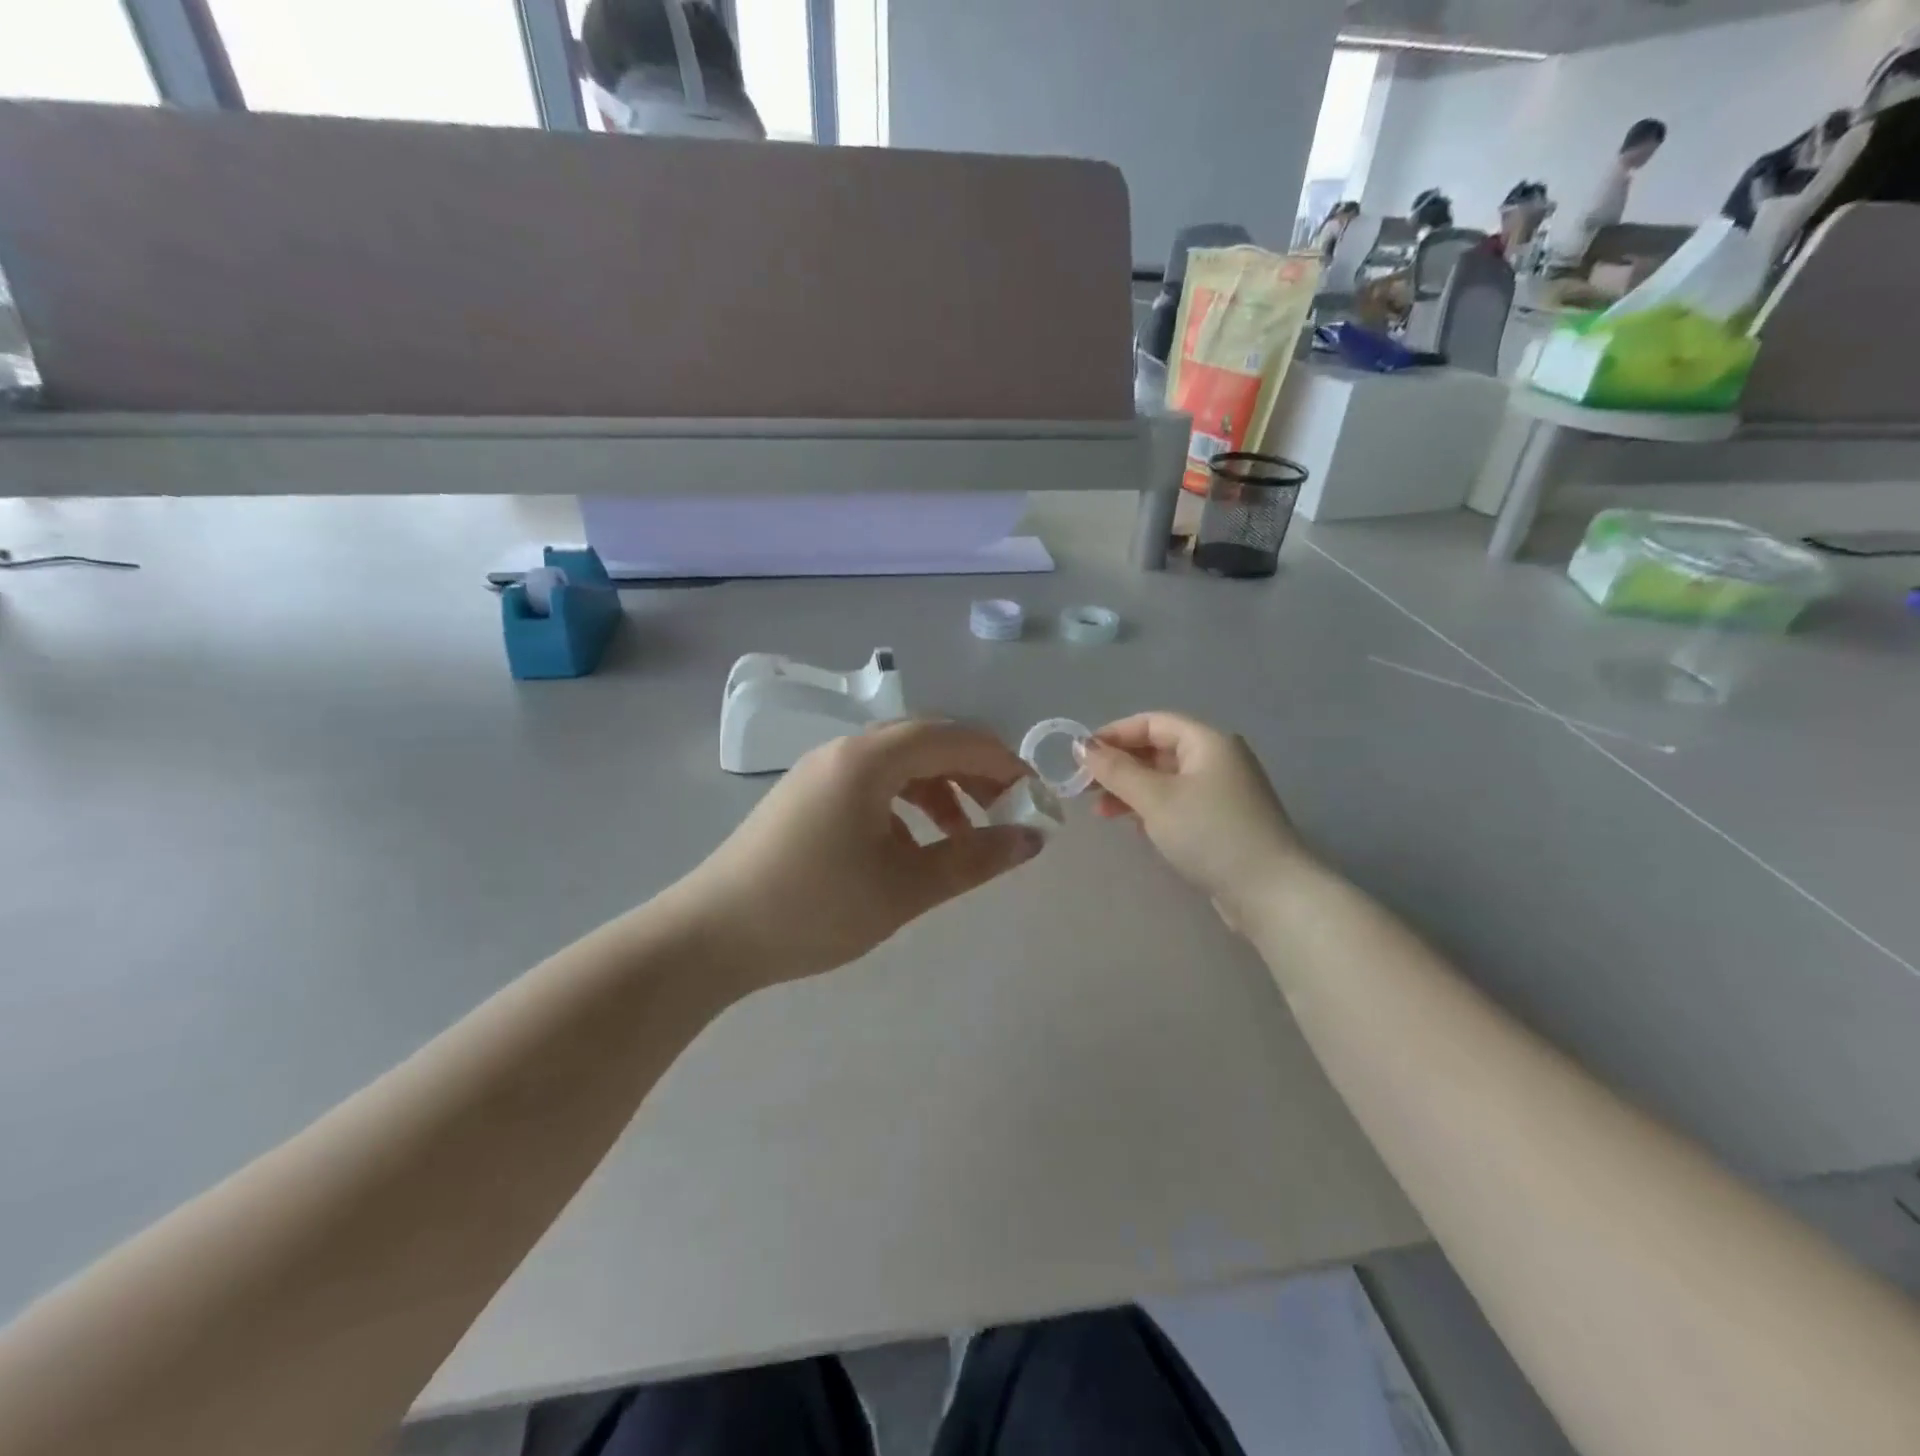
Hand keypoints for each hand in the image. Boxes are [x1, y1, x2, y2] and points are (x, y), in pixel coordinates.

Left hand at [681, 720, 1043, 987]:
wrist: (712, 936)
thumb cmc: (815, 908)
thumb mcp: (905, 887)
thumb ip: (974, 859)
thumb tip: (1032, 839)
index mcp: (870, 760)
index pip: (954, 738)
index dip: (1002, 762)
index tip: (1035, 798)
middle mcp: (845, 750)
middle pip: (927, 741)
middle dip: (974, 772)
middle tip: (1006, 812)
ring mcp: (821, 770)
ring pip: (899, 761)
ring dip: (940, 787)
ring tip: (964, 833)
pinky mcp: (807, 793)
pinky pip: (872, 781)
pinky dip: (906, 801)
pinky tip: (913, 844)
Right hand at [1078, 712, 1307, 926]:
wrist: (1269, 891)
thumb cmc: (1209, 833)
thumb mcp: (1155, 798)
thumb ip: (1116, 770)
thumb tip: (1082, 746)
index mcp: (1208, 741)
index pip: (1152, 722)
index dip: (1114, 734)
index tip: (1080, 755)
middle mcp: (1218, 759)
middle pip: (1159, 750)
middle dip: (1119, 765)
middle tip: (1084, 786)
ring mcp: (1223, 791)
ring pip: (1166, 779)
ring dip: (1131, 789)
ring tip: (1101, 811)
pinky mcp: (1223, 821)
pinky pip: (1178, 802)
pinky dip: (1151, 808)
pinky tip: (1133, 826)